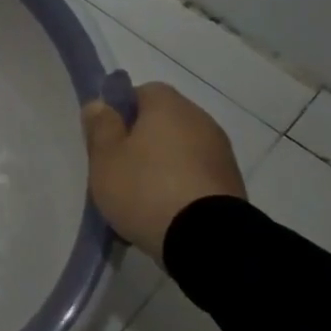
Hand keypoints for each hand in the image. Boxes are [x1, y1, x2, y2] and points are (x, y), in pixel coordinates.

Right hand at [82, 81, 245, 265]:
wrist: (205, 238)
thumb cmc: (144, 188)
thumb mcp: (105, 157)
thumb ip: (100, 127)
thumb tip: (99, 104)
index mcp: (168, 106)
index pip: (143, 92)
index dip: (121, 111)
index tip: (107, 139)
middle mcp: (200, 120)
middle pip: (163, 121)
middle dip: (141, 140)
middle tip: (118, 168)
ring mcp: (221, 153)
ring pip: (180, 149)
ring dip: (162, 164)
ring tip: (140, 196)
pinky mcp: (231, 183)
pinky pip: (196, 175)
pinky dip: (180, 185)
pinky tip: (165, 210)